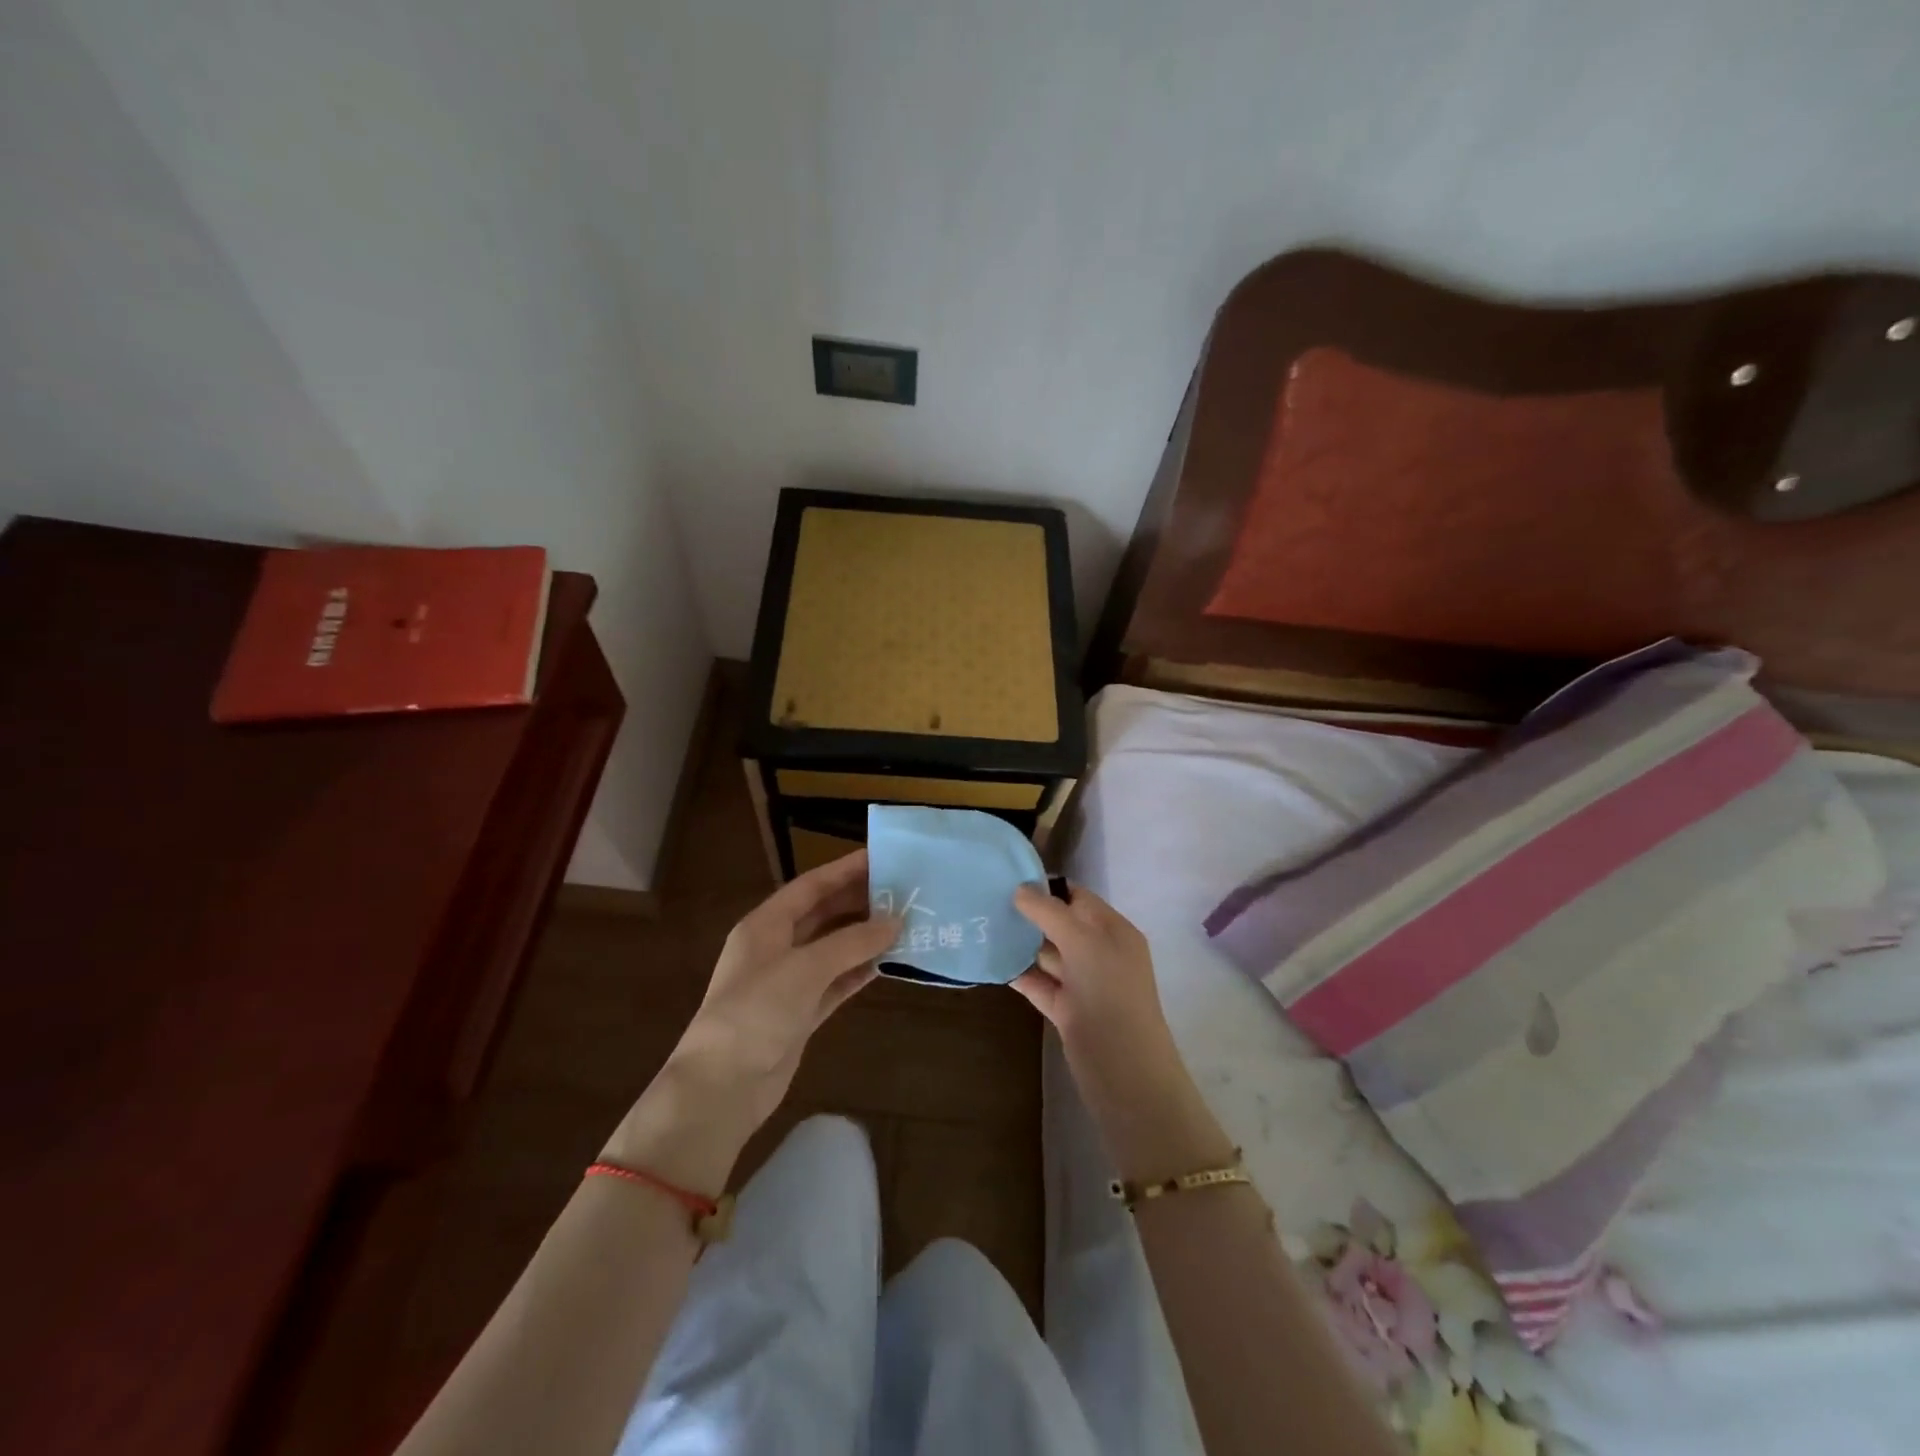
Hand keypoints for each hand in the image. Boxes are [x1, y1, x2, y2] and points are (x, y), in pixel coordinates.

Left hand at [675, 848, 897, 1126]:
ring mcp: (787, 983)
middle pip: (822, 914)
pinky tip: (888, 962)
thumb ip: (852, 942)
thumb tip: (895, 921)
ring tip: (904, 923)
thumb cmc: (757, 1012)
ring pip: (832, 949)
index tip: (881, 857)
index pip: (811, 886)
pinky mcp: (799, 1014)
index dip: (845, 870)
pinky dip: (858, 971)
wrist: (723, 1087)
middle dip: (859, 902)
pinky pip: (835, 982)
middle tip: (902, 891)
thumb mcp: (806, 968)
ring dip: (864, 937)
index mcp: (765, 925)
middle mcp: (775, 947)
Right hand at [1012, 882, 1233, 1183]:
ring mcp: (1083, 983)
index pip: (1078, 898)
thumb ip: (1049, 912)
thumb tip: (1020, 889)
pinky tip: (991, 961)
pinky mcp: (1066, 1010)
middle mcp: (1100, 952)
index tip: (1008, 878)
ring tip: (982, 926)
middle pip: (1060, 924)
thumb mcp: (1082, 941)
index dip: (1047, 887)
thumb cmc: (1109, 993)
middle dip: (1029, 914)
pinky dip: (1018, 973)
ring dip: (1020, 943)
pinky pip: (1039, 983)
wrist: (1123, 1070)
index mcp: (1113, 930)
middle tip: (987, 900)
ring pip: (1047, 954)